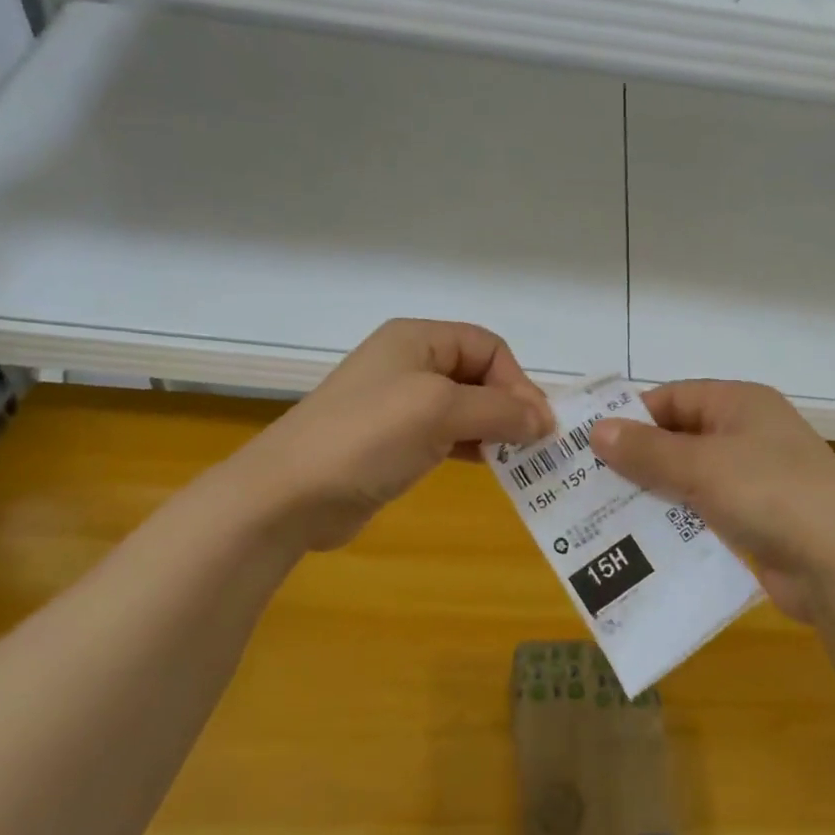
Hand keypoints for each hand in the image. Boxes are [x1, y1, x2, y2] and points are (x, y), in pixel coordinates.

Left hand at [225, 319, 552, 550]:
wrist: (288, 495)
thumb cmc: (368, 437)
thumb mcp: (441, 411)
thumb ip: (500, 410)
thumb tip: (545, 419)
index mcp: (417, 339)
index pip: (488, 346)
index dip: (517, 380)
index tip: (537, 423)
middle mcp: (410, 364)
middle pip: (479, 374)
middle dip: (510, 404)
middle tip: (535, 444)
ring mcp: (399, 404)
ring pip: (465, 407)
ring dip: (496, 429)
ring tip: (521, 459)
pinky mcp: (394, 442)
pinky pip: (447, 435)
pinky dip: (473, 447)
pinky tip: (491, 467)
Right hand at [588, 381, 834, 621]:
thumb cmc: (771, 494)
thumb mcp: (702, 467)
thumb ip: (648, 451)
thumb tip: (597, 431)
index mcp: (740, 403)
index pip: (673, 398)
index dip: (632, 418)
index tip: (589, 444)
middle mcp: (748, 434)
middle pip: (679, 439)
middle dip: (637, 460)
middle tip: (587, 484)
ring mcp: (755, 479)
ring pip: (690, 478)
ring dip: (654, 494)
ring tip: (603, 515)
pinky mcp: (757, 520)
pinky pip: (705, 512)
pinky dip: (677, 522)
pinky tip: (643, 542)